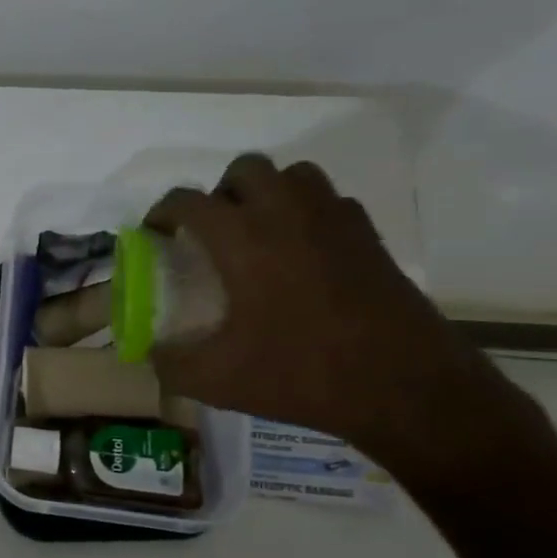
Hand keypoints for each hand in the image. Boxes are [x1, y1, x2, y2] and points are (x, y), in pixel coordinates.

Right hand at [145, 155, 526, 471]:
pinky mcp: (369, 237)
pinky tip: (303, 251)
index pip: (189, 201)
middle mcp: (286, 215)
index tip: (155, 232)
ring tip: (258, 233)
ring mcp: (334, 221)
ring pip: (293, 175)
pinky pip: (330, 201)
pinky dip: (308, 212)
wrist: (406, 387)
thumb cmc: (302, 374)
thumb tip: (150, 354)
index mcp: (243, 240)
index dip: (163, 211)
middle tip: (213, 231)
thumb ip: (171, 365)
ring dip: (268, 192)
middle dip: (221, 192)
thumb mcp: (218, 381)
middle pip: (246, 169)